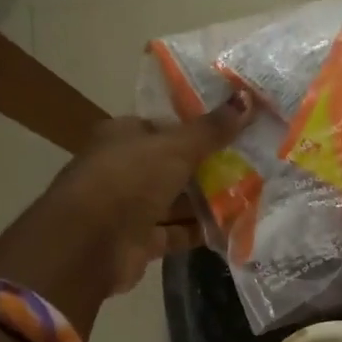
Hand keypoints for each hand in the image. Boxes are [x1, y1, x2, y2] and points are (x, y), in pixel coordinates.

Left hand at [39, 94, 255, 294]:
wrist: (88, 244)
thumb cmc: (128, 180)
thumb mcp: (175, 148)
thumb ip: (211, 129)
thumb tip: (248, 98)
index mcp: (123, 136)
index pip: (164, 126)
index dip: (198, 128)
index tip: (236, 130)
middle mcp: (123, 169)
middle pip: (173, 165)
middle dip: (210, 167)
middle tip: (253, 164)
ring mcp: (129, 207)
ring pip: (175, 201)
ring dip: (208, 201)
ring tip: (252, 195)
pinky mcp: (138, 241)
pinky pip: (176, 232)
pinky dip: (199, 231)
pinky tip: (233, 228)